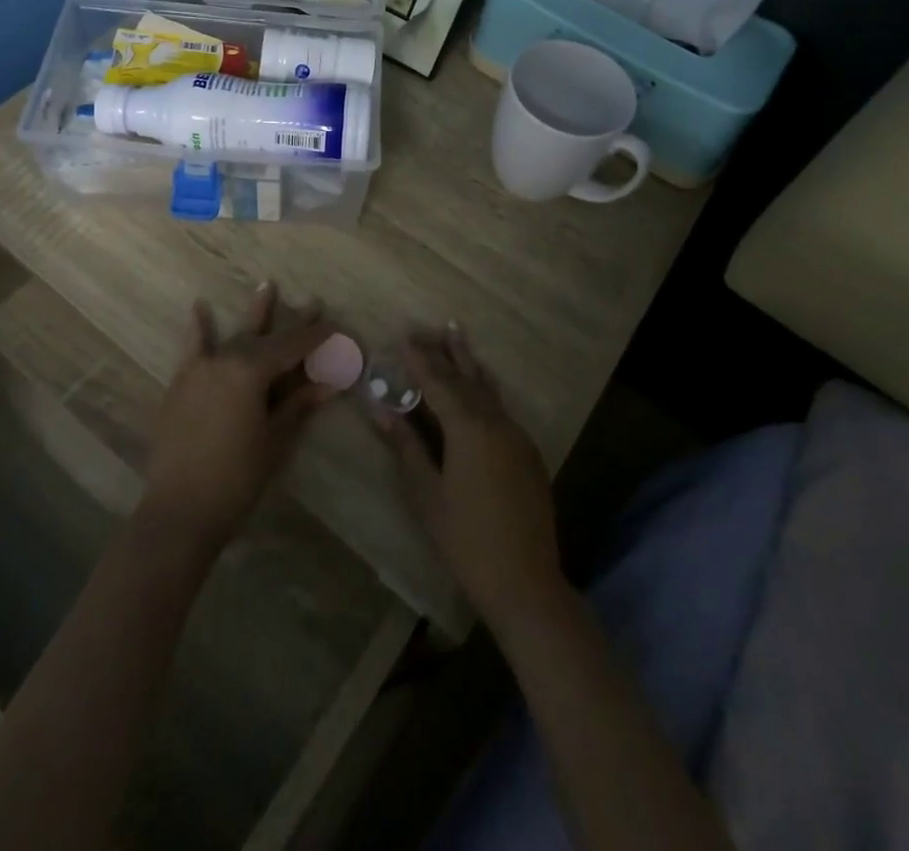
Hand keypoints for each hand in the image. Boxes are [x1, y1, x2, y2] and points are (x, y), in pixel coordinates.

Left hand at [140, 284, 336, 552]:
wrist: (180, 510)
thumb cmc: (237, 477)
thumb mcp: (275, 439)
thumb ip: (298, 404)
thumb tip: (330, 383)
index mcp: (251, 370)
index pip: (292, 347)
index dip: (317, 338)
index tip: (337, 326)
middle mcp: (225, 360)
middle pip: (266, 338)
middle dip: (293, 325)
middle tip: (315, 304)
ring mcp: (200, 370)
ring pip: (235, 338)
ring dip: (255, 317)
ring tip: (268, 286)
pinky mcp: (181, 385)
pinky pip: (193, 350)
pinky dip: (198, 330)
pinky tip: (199, 307)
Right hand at [373, 325, 566, 631]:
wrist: (525, 581)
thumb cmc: (465, 539)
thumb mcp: (427, 493)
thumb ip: (406, 446)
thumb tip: (381, 409)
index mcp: (469, 429)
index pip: (439, 382)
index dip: (420, 359)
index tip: (405, 335)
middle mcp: (496, 422)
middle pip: (466, 378)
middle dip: (445, 353)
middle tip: (429, 328)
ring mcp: (516, 436)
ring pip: (487, 390)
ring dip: (468, 364)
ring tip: (456, 336)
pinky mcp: (527, 452)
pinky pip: (500, 408)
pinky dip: (483, 390)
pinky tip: (478, 387)